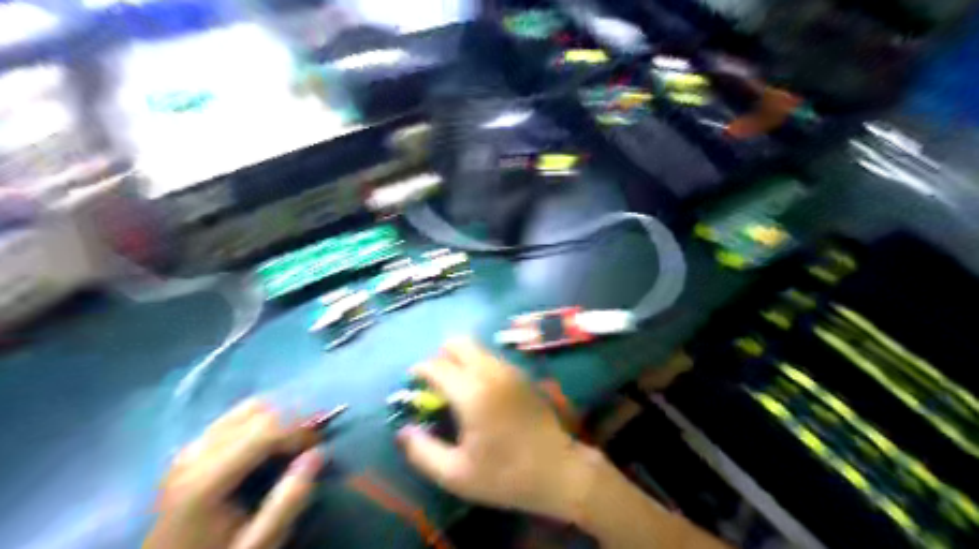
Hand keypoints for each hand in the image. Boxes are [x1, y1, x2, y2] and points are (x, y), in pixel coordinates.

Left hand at [144, 400, 324, 547]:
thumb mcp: (260, 543)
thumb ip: (289, 501)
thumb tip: (318, 454)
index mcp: (207, 479)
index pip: (264, 429)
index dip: (300, 429)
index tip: (322, 443)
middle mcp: (194, 454)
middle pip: (256, 411)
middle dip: (292, 418)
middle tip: (314, 438)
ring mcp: (190, 448)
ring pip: (246, 408)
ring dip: (278, 416)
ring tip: (297, 437)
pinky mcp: (192, 449)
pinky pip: (234, 418)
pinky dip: (261, 420)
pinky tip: (272, 440)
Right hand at [393, 338, 593, 520]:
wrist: (558, 471)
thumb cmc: (506, 476)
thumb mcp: (456, 475)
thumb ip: (422, 452)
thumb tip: (403, 431)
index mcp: (472, 393)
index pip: (437, 366)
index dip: (420, 370)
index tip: (413, 381)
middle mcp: (491, 372)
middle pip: (459, 343)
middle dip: (441, 356)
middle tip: (436, 382)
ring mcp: (510, 370)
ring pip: (477, 348)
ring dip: (461, 359)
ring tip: (456, 387)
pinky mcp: (522, 375)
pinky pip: (493, 358)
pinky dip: (478, 364)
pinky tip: (480, 391)